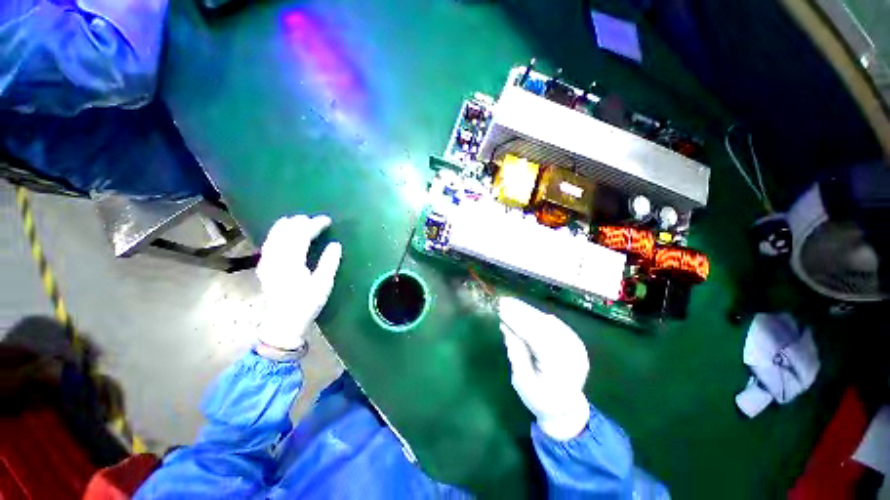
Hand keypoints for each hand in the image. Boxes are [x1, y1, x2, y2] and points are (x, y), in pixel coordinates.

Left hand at [256, 215, 341, 351]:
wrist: (283, 323)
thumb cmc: (306, 304)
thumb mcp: (323, 284)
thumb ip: (329, 262)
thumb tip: (335, 244)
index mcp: (291, 261)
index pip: (301, 235)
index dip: (314, 225)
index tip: (327, 220)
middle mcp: (276, 258)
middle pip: (286, 232)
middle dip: (300, 222)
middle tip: (314, 219)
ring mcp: (267, 262)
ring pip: (274, 236)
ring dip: (287, 226)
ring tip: (297, 220)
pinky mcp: (265, 267)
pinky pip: (269, 244)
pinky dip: (276, 234)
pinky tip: (280, 233)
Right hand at [499, 297, 590, 440]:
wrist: (567, 410)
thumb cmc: (540, 400)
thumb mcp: (522, 381)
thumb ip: (516, 352)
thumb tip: (506, 327)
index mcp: (559, 368)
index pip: (535, 335)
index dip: (517, 320)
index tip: (501, 309)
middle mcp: (572, 353)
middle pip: (543, 325)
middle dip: (522, 311)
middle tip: (503, 301)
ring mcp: (576, 346)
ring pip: (549, 321)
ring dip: (529, 311)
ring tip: (510, 303)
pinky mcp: (574, 341)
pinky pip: (554, 323)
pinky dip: (538, 315)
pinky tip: (525, 310)